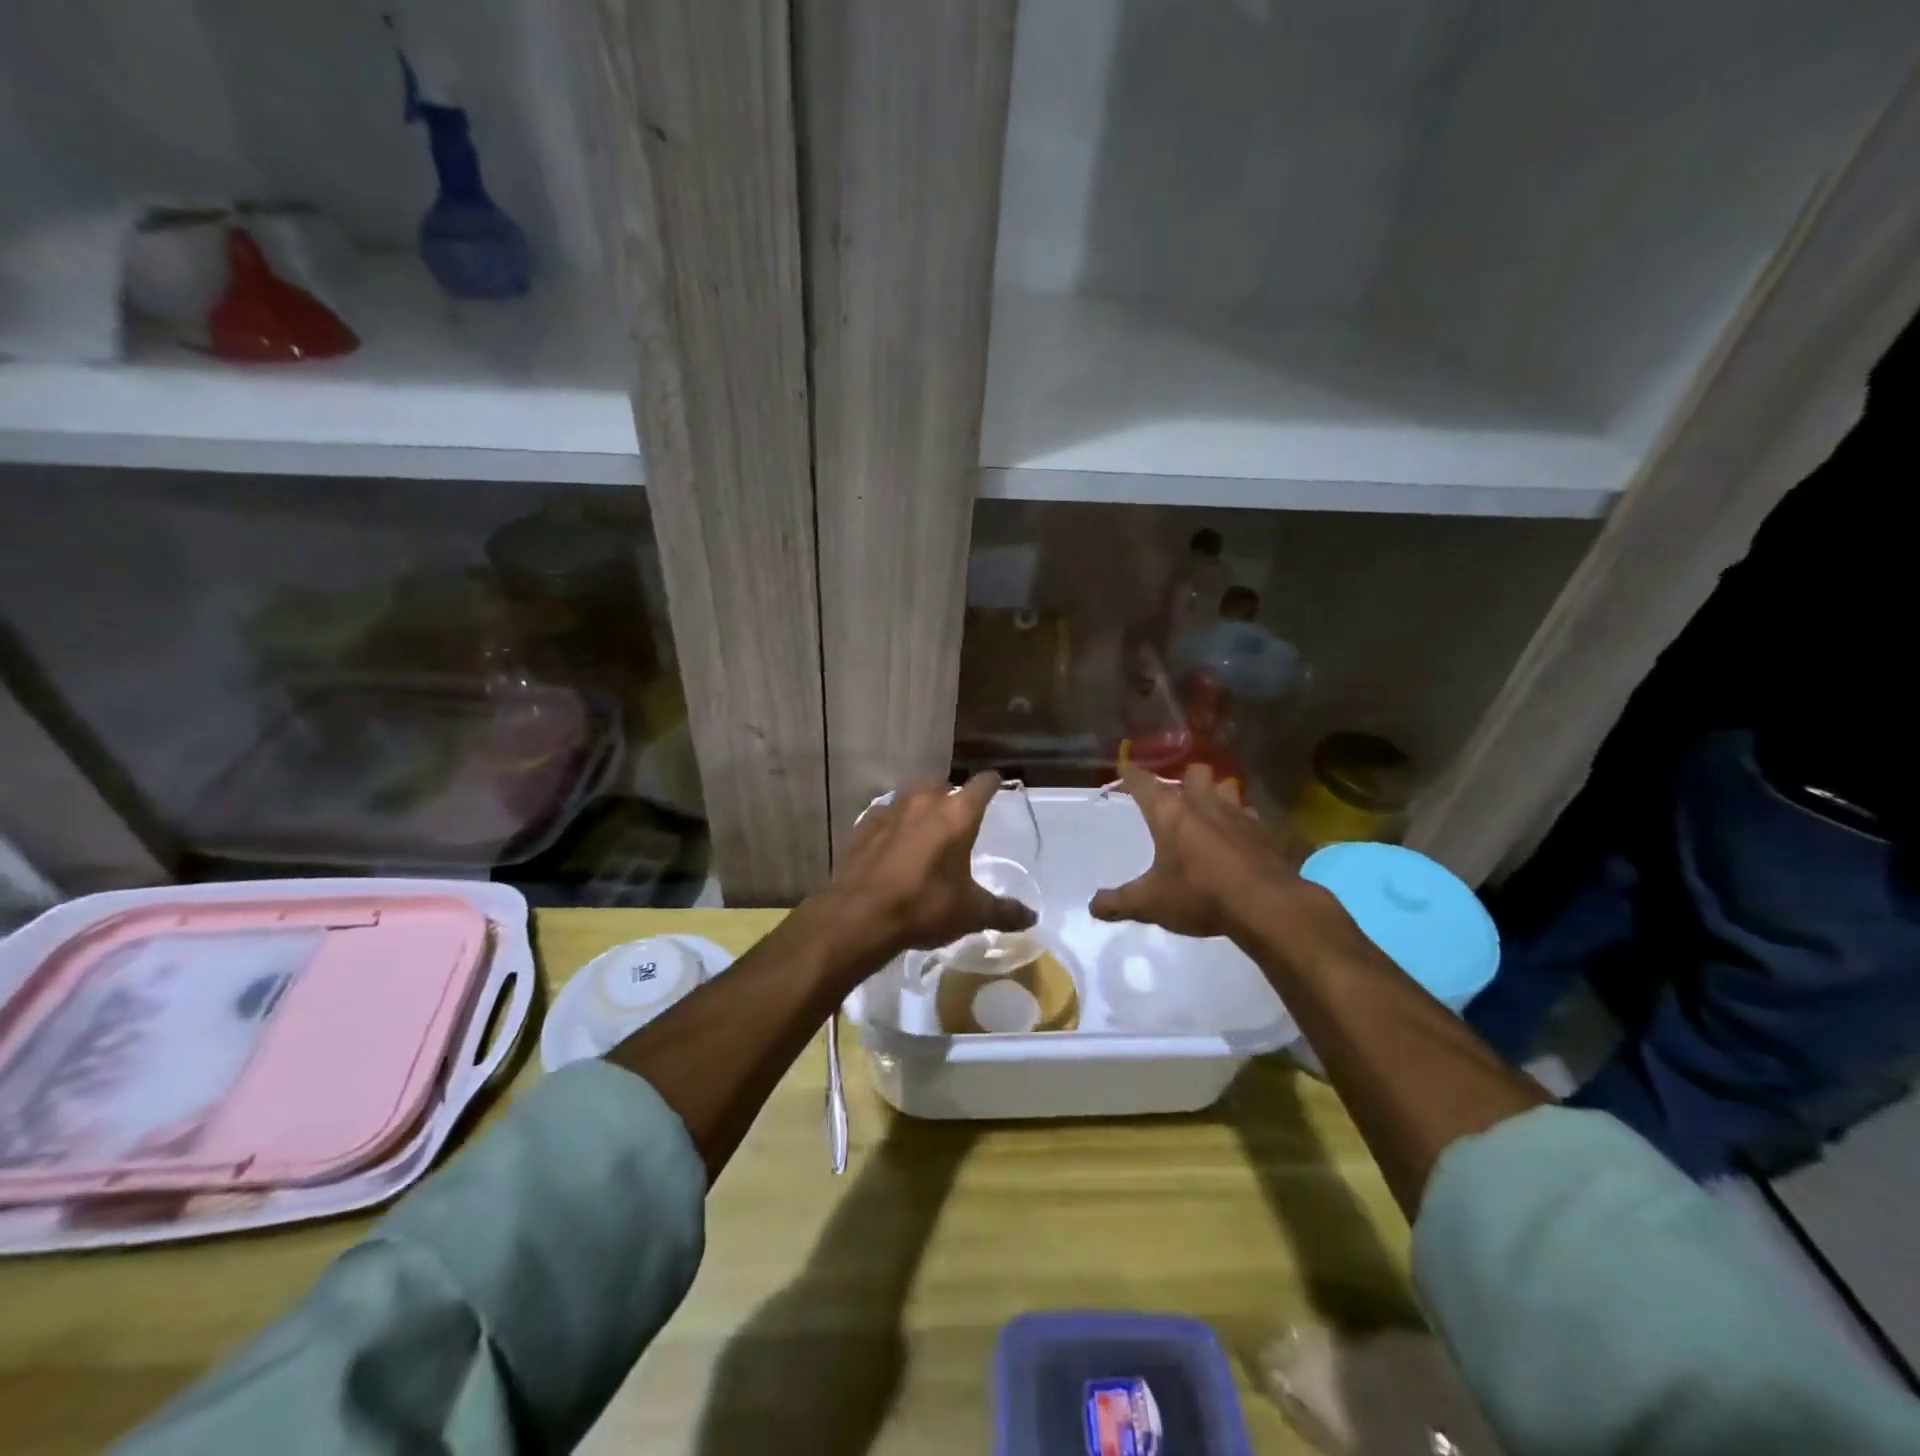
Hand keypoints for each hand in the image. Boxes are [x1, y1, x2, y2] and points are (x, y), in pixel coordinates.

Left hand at [821, 772, 1036, 962]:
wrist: (861, 916)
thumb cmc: (925, 907)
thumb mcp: (971, 913)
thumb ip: (1003, 911)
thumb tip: (1031, 917)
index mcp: (957, 814)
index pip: (982, 785)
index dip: (992, 783)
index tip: (997, 784)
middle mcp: (924, 802)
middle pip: (943, 785)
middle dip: (951, 796)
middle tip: (957, 818)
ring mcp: (890, 810)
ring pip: (910, 795)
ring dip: (920, 806)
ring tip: (924, 828)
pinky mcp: (863, 825)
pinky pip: (884, 814)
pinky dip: (892, 823)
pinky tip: (892, 842)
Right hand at [1091, 764, 1305, 939]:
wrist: (1266, 905)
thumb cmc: (1199, 894)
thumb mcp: (1150, 903)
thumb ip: (1119, 902)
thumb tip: (1093, 906)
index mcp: (1169, 813)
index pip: (1143, 782)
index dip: (1131, 775)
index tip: (1124, 769)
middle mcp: (1202, 803)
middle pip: (1193, 773)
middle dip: (1184, 780)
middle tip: (1176, 798)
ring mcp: (1238, 814)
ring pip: (1226, 787)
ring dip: (1217, 795)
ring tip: (1210, 813)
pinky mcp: (1264, 832)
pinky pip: (1250, 816)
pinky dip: (1242, 823)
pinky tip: (1239, 840)